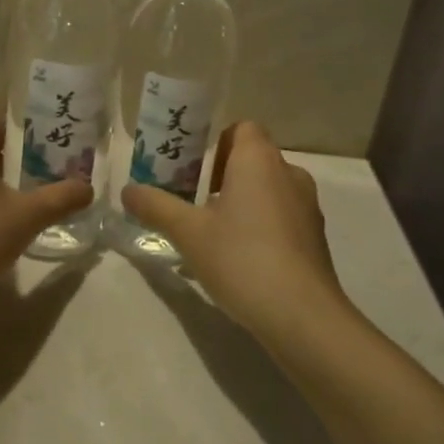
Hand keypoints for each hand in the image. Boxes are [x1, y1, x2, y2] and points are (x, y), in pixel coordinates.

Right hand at [122, 121, 349, 340]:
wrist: (302, 315)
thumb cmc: (241, 259)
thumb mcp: (188, 233)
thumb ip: (156, 206)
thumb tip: (128, 190)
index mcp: (259, 159)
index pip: (242, 128)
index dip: (215, 143)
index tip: (192, 171)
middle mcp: (288, 172)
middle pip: (253, 158)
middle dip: (222, 175)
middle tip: (193, 202)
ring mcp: (307, 205)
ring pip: (269, 188)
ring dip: (243, 201)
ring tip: (214, 233)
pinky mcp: (315, 237)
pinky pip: (283, 215)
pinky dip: (262, 224)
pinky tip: (241, 258)